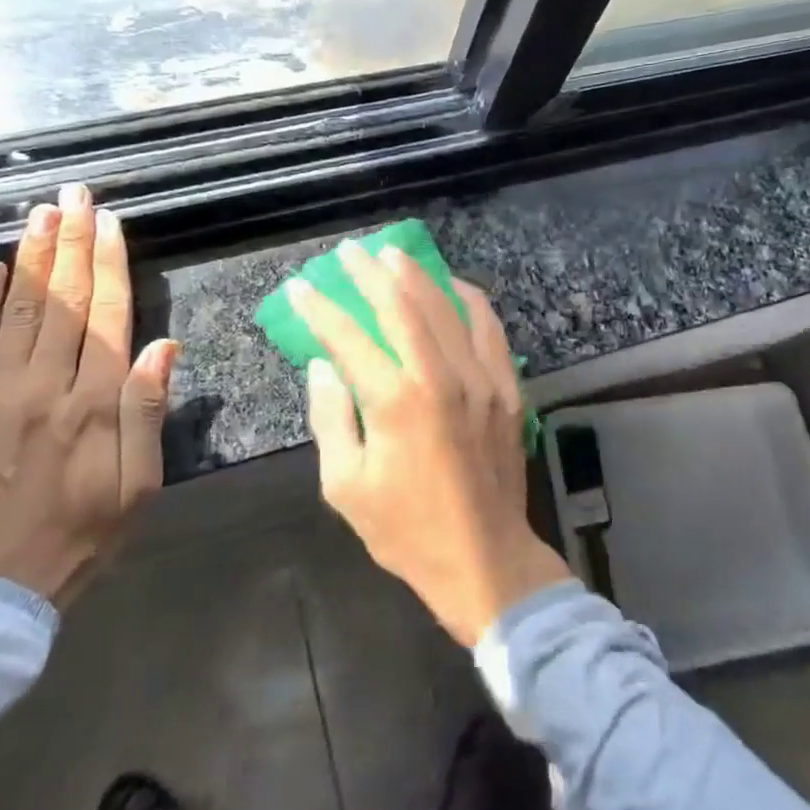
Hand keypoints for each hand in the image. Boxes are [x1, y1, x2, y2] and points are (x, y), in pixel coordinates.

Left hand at [0, 184, 179, 606]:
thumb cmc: (81, 536)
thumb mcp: (139, 485)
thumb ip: (148, 411)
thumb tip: (164, 346)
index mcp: (95, 404)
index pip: (109, 316)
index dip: (111, 264)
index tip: (110, 221)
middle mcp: (44, 387)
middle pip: (64, 301)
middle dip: (72, 242)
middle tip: (75, 195)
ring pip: (19, 311)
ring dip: (33, 258)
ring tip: (42, 214)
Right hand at [290, 241, 569, 645]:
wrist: (483, 558)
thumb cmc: (406, 529)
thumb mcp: (346, 486)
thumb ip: (331, 418)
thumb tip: (324, 365)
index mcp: (396, 402)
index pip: (349, 338)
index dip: (321, 309)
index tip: (303, 287)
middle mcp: (441, 377)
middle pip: (402, 306)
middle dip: (370, 273)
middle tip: (350, 251)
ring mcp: (481, 378)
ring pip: (447, 307)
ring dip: (417, 276)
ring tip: (393, 255)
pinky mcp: (506, 387)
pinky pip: (490, 328)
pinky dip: (469, 299)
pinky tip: (452, 286)